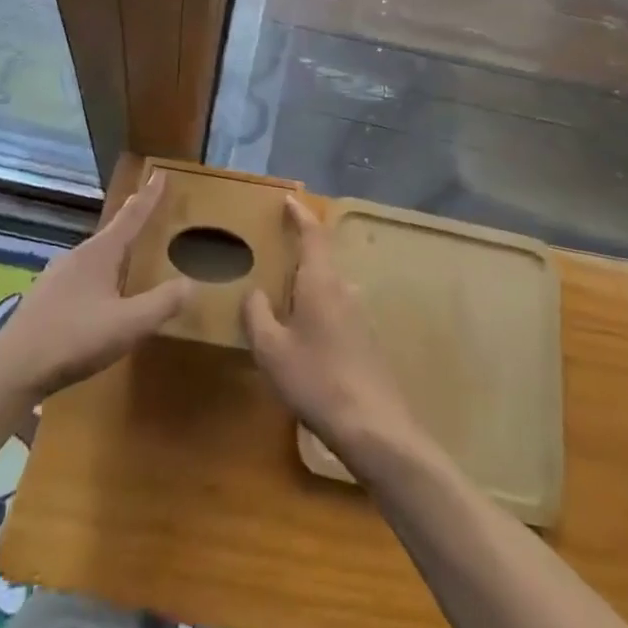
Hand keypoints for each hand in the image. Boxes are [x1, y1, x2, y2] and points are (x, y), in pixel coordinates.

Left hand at [0, 173, 194, 401]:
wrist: (12, 369)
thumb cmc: (73, 339)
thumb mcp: (127, 325)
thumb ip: (161, 304)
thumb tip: (191, 284)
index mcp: (100, 253)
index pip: (131, 216)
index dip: (149, 196)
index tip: (160, 172)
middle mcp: (78, 255)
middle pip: (112, 231)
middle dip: (132, 219)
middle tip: (148, 205)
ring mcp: (57, 276)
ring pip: (95, 254)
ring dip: (115, 248)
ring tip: (128, 251)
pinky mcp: (46, 298)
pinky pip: (82, 275)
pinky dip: (99, 273)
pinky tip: (99, 293)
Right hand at [243, 198, 418, 472]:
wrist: (373, 427)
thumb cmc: (316, 379)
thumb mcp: (271, 350)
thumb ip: (257, 315)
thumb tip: (254, 292)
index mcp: (321, 282)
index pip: (313, 234)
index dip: (300, 215)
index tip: (289, 200)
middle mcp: (344, 290)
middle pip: (321, 259)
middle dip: (300, 253)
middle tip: (275, 254)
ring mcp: (360, 316)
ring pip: (329, 288)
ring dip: (308, 286)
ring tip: (283, 299)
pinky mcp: (367, 341)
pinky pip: (337, 311)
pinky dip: (318, 310)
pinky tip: (304, 336)